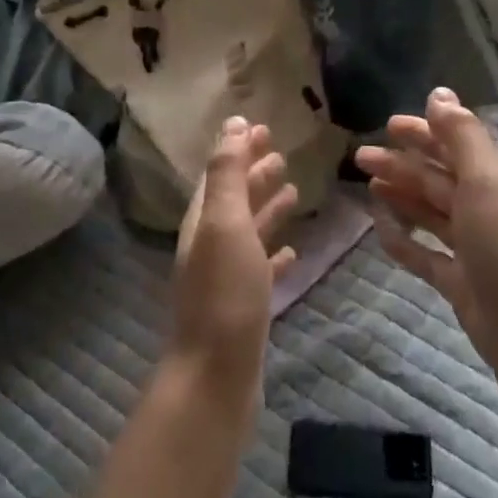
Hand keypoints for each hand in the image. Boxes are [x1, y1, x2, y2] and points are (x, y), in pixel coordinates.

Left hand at [167, 118, 298, 405]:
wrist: (217, 375)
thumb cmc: (225, 293)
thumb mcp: (225, 223)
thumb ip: (229, 174)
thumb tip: (233, 123)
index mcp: (203, 221)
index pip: (220, 174)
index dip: (238, 149)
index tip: (262, 126)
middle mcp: (210, 244)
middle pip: (234, 199)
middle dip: (254, 173)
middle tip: (281, 152)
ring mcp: (226, 277)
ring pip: (248, 232)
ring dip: (267, 208)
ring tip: (294, 190)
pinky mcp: (244, 305)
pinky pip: (260, 268)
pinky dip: (275, 253)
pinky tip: (292, 252)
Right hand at [355, 88, 497, 426]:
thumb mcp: (490, 184)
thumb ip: (462, 139)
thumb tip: (439, 94)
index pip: (458, 148)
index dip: (425, 134)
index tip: (388, 125)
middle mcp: (490, 212)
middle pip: (441, 180)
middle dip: (403, 164)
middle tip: (360, 156)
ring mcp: (478, 253)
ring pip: (433, 215)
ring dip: (402, 197)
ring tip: (367, 185)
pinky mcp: (464, 288)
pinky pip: (428, 256)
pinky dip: (405, 241)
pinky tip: (381, 230)